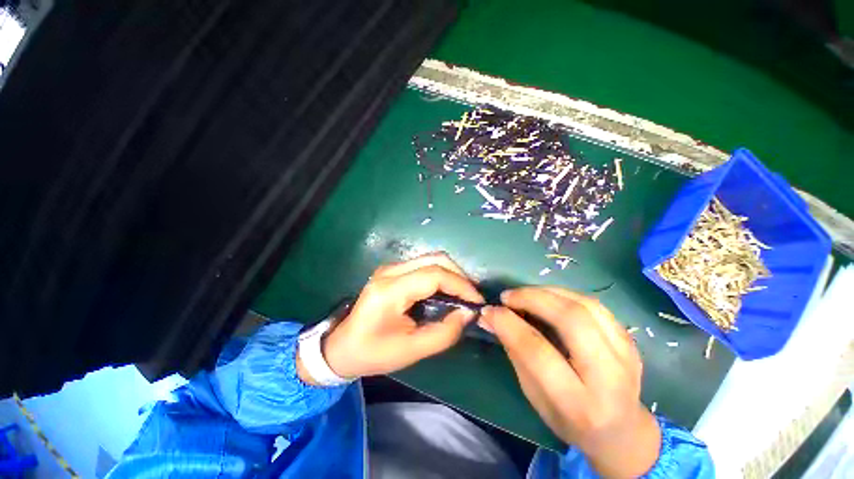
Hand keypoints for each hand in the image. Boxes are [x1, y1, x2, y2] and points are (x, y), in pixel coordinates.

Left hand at [299, 252, 483, 382]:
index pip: (434, 274)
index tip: (476, 302)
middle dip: (459, 275)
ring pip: (431, 259)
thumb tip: (467, 314)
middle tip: (470, 298)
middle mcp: (390, 271)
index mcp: (390, 290)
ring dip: (451, 274)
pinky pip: (423, 265)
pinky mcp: (392, 271)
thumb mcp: (410, 351)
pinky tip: (446, 292)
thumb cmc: (372, 353)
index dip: (461, 285)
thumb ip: (443, 333)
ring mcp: (390, 268)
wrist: (340, 347)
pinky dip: (440, 275)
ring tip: (462, 295)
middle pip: (435, 259)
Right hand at [481, 287, 660, 478]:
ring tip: (523, 293)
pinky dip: (565, 295)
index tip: (489, 310)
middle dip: (533, 299)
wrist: (622, 432)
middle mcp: (608, 378)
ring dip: (547, 292)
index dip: (509, 324)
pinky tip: (547, 297)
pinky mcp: (630, 341)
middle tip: (508, 296)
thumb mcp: (533, 394)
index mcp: (577, 403)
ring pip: (585, 306)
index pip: (538, 352)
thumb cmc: (568, 419)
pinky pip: (595, 305)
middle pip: (570, 320)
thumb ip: (513, 351)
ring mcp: (625, 356)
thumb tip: (490, 317)